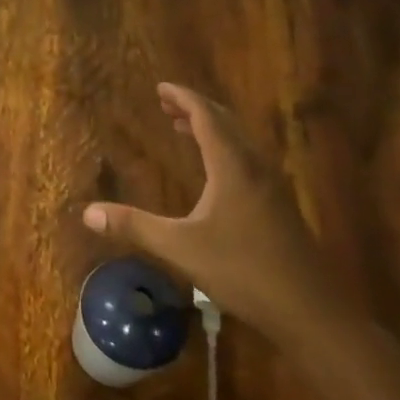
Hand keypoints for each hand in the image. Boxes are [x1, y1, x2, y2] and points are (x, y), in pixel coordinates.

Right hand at [82, 83, 338, 338]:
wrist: (311, 312)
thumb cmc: (244, 271)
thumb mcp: (181, 248)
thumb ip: (135, 226)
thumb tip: (88, 213)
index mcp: (233, 166)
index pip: (206, 117)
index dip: (183, 98)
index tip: (161, 88)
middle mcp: (255, 167)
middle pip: (226, 123)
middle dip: (195, 109)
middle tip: (167, 104)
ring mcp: (272, 187)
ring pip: (240, 142)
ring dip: (212, 128)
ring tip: (184, 129)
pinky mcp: (279, 206)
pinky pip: (248, 159)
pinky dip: (225, 149)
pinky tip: (215, 172)